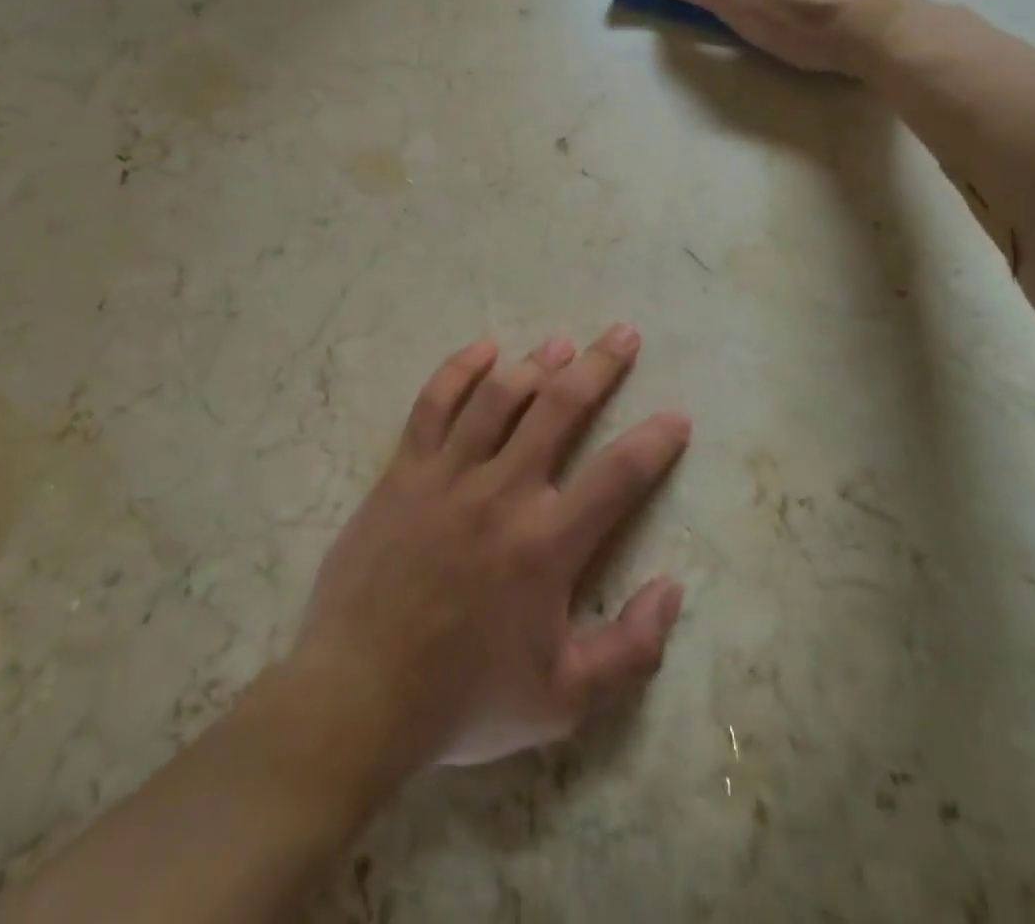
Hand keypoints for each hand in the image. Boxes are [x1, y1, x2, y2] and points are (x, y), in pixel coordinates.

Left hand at [291, 326, 689, 767]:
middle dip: (599, 366)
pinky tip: (482, 349)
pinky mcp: (404, 471)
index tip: (676, 416)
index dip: (654, 441)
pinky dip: (459, 370)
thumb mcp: (563, 699)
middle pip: (561, 408)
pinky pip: (433, 404)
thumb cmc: (464, 698)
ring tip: (561, 343)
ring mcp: (448, 475)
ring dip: (537, 363)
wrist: (359, 694)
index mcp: (547, 543)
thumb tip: (672, 589)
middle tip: (622, 334)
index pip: (618, 475)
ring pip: (500, 397)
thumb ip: (630, 650)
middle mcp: (503, 492)